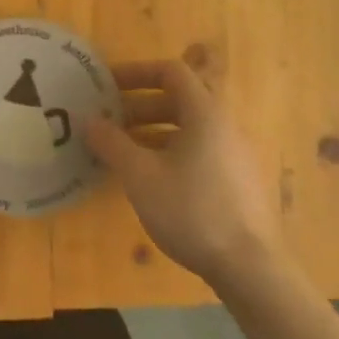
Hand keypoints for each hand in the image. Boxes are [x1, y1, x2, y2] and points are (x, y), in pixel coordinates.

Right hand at [84, 59, 280, 283]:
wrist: (250, 267)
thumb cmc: (192, 210)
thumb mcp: (140, 175)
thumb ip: (112, 143)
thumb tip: (89, 120)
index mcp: (205, 113)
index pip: (171, 71)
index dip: (136, 72)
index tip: (106, 85)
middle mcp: (224, 125)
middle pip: (179, 98)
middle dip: (139, 104)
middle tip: (107, 119)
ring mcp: (234, 154)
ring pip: (188, 127)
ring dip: (151, 129)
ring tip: (120, 149)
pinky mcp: (236, 180)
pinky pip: (198, 149)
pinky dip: (169, 150)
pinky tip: (148, 177)